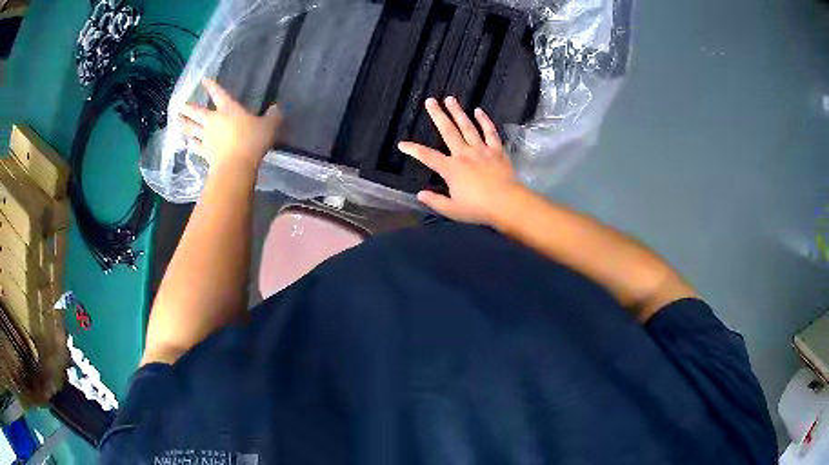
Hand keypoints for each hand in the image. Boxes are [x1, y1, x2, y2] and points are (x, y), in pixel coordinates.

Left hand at [178, 78, 282, 171]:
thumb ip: (273, 116)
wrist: (236, 166)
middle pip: (197, 112)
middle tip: (179, 104)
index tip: (203, 80)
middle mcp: (214, 121)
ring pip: (192, 128)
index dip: (211, 86)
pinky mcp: (205, 153)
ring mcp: (207, 137)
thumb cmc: (252, 141)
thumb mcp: (269, 126)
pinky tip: (187, 142)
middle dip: (188, 107)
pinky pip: (195, 146)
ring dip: (184, 124)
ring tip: (176, 120)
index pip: (218, 94)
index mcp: (229, 109)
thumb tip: (276, 108)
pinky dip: (190, 143)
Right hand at [398, 97, 520, 224]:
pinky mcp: (497, 150)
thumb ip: (435, 201)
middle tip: (430, 100)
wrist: (507, 203)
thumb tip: (420, 194)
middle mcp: (464, 154)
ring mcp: (481, 149)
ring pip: (467, 126)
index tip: (402, 144)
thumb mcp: (452, 210)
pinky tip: (479, 110)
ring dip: (458, 112)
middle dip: (437, 115)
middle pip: (448, 131)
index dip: (413, 150)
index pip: (427, 156)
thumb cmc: (478, 208)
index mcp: (451, 168)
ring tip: (450, 99)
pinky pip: (490, 132)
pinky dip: (484, 120)